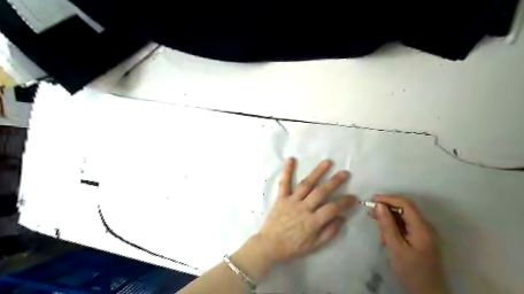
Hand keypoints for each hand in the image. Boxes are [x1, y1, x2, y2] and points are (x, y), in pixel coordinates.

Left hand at [248, 159, 353, 263]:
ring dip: (317, 172)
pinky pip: (284, 183)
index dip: (344, 202)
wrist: (269, 245)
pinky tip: (291, 159)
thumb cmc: (292, 247)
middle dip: (334, 182)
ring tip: (327, 162)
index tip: (353, 196)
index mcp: (312, 222)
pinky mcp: (281, 198)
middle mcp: (303, 208)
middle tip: (345, 173)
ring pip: (306, 184)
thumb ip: (329, 232)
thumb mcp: (314, 246)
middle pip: (321, 192)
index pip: (332, 208)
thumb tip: (342, 218)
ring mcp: (291, 201)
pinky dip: (287, 171)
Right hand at [368, 195, 449, 293]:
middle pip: (404, 210)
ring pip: (402, 219)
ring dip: (388, 221)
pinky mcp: (419, 239)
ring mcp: (422, 233)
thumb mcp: (395, 248)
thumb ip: (387, 225)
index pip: (405, 204)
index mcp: (422, 228)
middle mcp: (424, 227)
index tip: (371, 200)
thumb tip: (378, 205)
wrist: (427, 293)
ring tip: (378, 232)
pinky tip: (385, 239)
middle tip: (370, 214)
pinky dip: (392, 229)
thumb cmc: (411, 271)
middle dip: (386, 210)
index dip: (388, 199)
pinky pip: (404, 227)